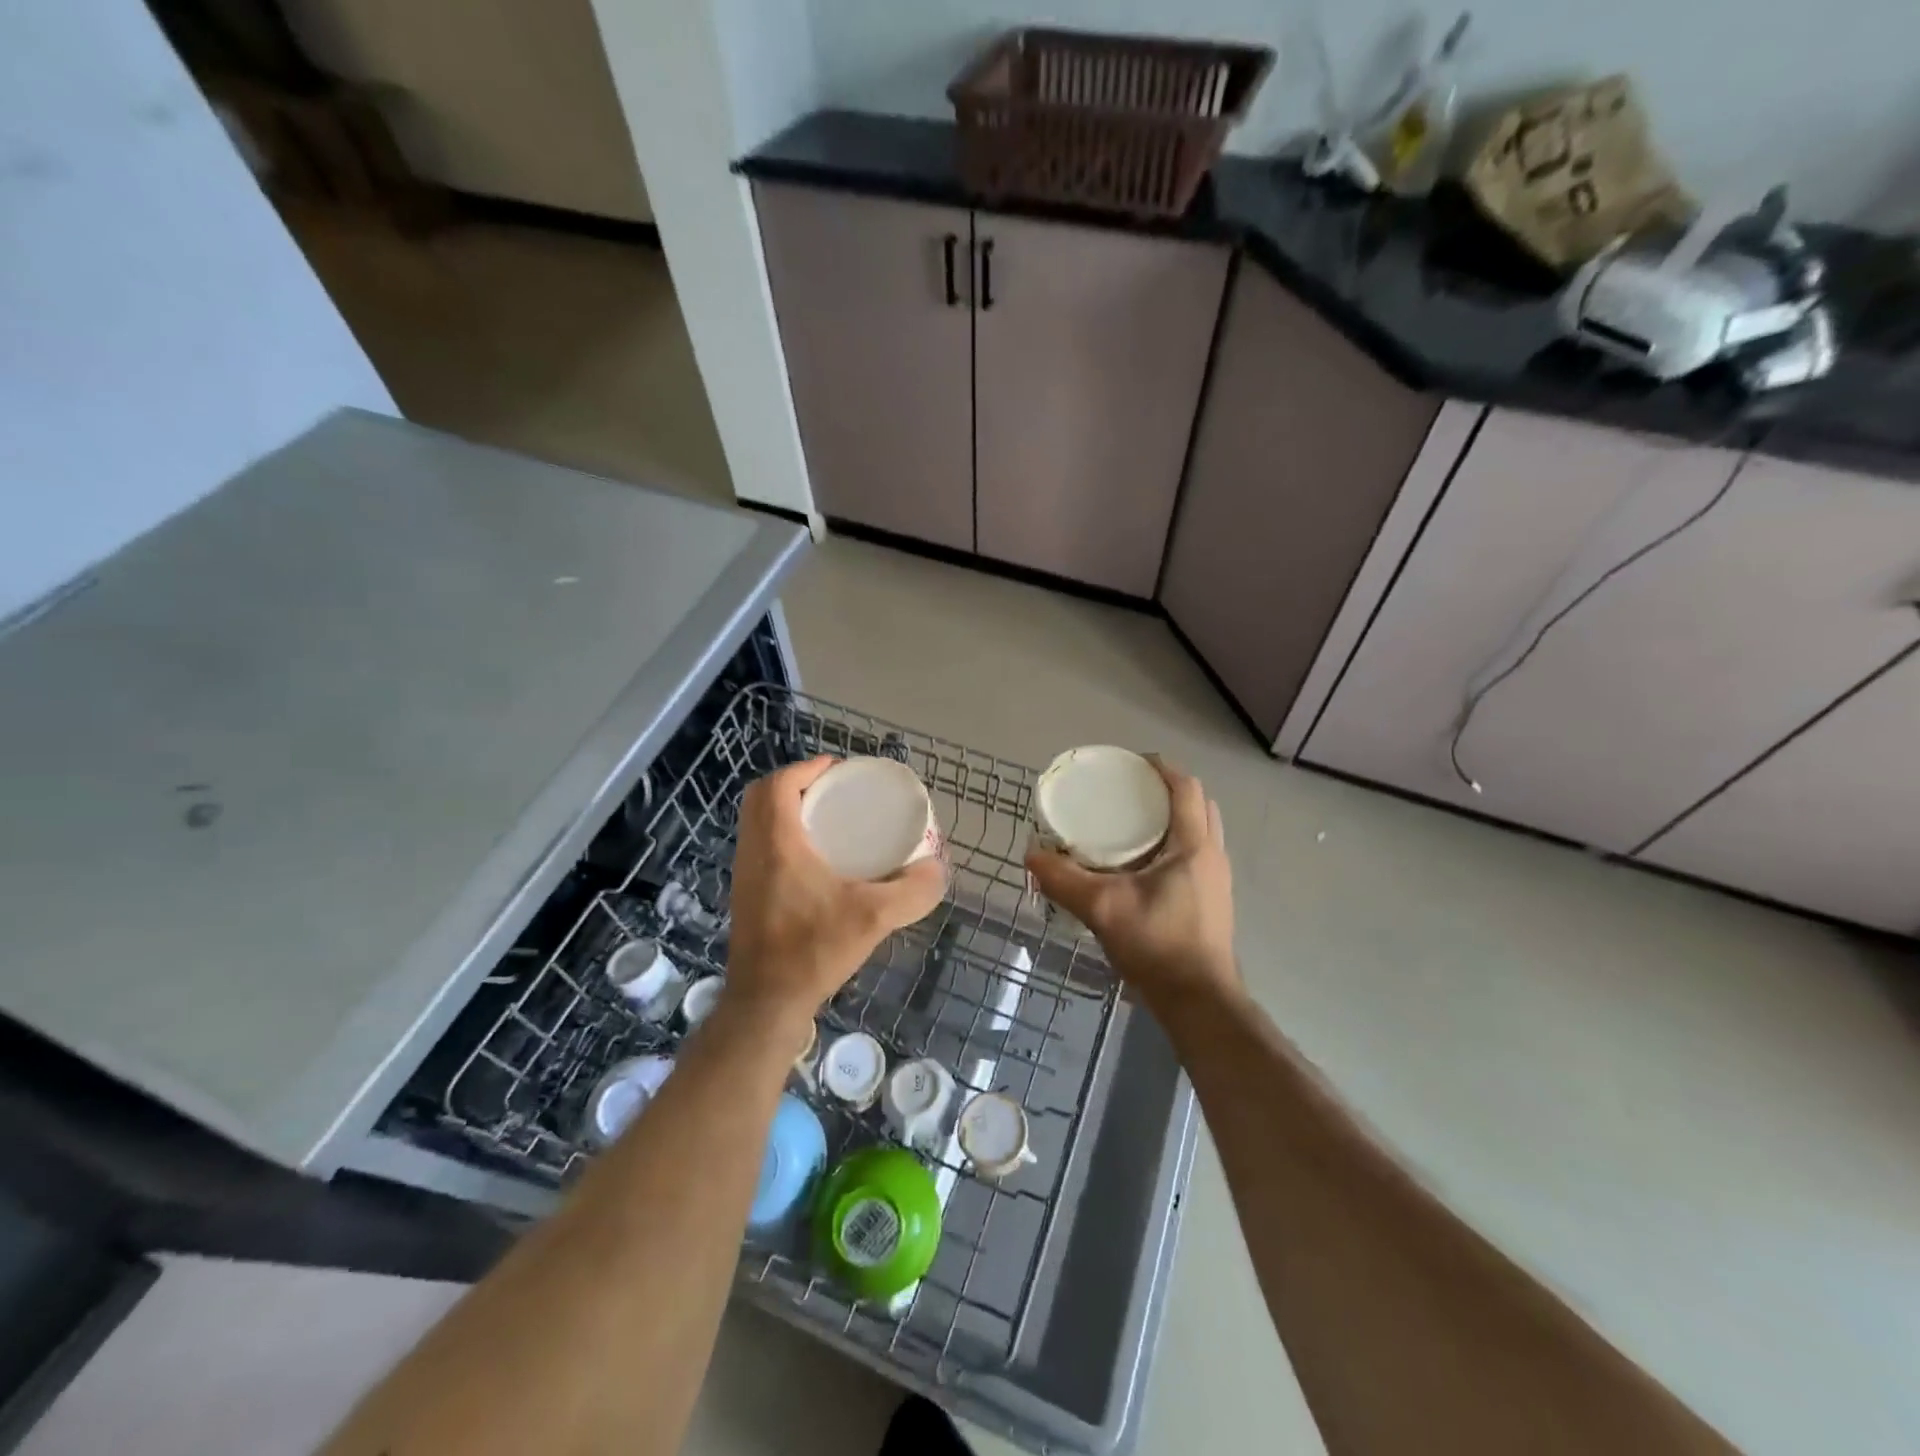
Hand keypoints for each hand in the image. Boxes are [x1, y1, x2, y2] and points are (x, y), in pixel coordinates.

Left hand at [725, 757, 945, 1027]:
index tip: (838, 770)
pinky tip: (816, 858)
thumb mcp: (874, 917)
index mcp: (776, 843)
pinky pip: (760, 846)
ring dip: (786, 809)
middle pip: (762, 798)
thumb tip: (938, 868)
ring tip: (829, 818)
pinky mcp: (746, 895)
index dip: (805, 768)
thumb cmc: (813, 950)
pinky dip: (782, 835)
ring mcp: (745, 874)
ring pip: (757, 823)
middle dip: (796, 784)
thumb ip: (913, 891)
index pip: (776, 786)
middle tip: (834, 792)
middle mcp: (753, 851)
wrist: (766, 1003)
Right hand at [1025, 757, 1238, 1010]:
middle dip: (1166, 791)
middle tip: (1129, 792)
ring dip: (1172, 819)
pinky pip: (1195, 855)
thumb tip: (1031, 855)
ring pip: (1199, 832)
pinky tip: (1141, 864)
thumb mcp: (1103, 909)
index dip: (1162, 769)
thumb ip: (1065, 880)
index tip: (1131, 763)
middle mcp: (1212, 856)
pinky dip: (1173, 844)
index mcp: (1194, 846)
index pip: (1186, 789)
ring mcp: (1217, 880)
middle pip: (1197, 805)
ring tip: (1132, 823)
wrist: (1199, 1002)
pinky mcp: (1213, 901)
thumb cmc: (1158, 946)